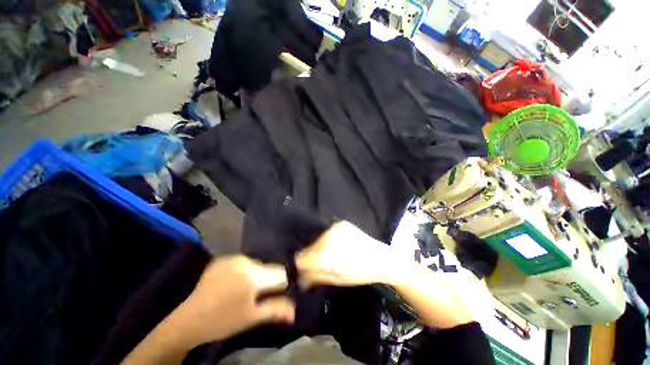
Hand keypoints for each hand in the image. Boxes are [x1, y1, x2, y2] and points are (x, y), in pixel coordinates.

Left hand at [166, 255, 294, 347]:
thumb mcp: (251, 318)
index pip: (279, 273)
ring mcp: (232, 258)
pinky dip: (242, 271)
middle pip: (267, 268)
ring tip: (242, 290)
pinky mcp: (223, 259)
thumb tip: (295, 311)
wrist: (189, 320)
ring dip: (255, 275)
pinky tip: (232, 283)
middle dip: (265, 280)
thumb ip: (275, 310)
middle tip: (254, 296)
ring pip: (255, 264)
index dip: (280, 284)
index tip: (274, 294)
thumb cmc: (223, 321)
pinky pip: (242, 262)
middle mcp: (244, 261)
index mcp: (253, 276)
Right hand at [296, 221, 398, 287]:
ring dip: (320, 247)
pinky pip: (327, 233)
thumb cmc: (358, 274)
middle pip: (308, 248)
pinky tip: (338, 245)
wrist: (379, 258)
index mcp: (325, 257)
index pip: (301, 259)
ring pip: (317, 240)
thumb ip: (313, 277)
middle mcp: (326, 239)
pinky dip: (328, 239)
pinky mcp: (340, 223)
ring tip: (332, 253)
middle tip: (322, 263)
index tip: (306, 270)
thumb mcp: (335, 280)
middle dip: (311, 257)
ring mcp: (334, 228)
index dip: (302, 266)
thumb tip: (298, 276)